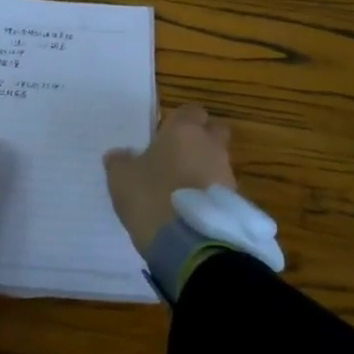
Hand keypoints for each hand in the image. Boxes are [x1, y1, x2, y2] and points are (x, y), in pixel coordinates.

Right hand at [103, 104, 235, 255]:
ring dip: (203, 169)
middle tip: (176, 157)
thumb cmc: (151, 196)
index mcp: (184, 131)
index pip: (190, 111)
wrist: (188, 242)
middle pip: (213, 131)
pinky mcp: (234, 201)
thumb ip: (120, 161)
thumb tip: (119, 155)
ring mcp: (226, 173)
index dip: (178, 121)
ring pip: (217, 161)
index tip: (163, 136)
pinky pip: (219, 188)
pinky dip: (208, 193)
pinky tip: (190, 208)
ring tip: (181, 189)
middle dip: (199, 140)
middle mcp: (210, 145)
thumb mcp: (121, 178)